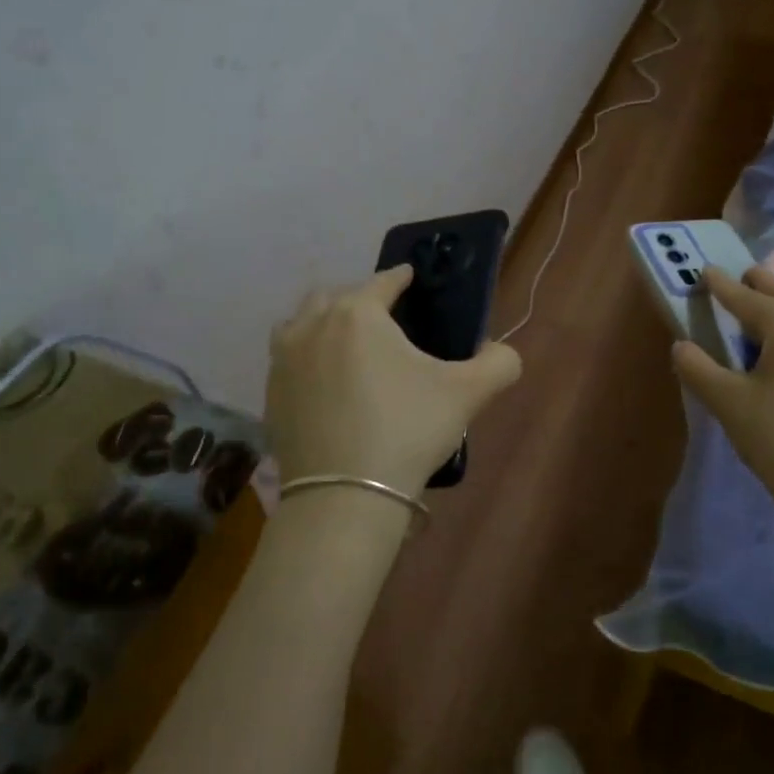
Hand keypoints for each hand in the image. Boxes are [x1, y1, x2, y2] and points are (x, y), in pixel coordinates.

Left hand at [266, 265, 522, 497]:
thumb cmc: (407, 430)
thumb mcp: (467, 394)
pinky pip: (287, 359)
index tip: (411, 277)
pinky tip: (324, 383)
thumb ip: (498, 363)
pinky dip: (305, 358)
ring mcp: (284, 360)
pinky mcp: (270, 395)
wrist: (344, 496)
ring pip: (301, 323)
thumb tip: (503, 353)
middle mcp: (313, 326)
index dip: (401, 277)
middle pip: (335, 296)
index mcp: (358, 314)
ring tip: (346, 345)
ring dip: (323, 323)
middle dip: (359, 299)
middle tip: (384, 320)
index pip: (383, 281)